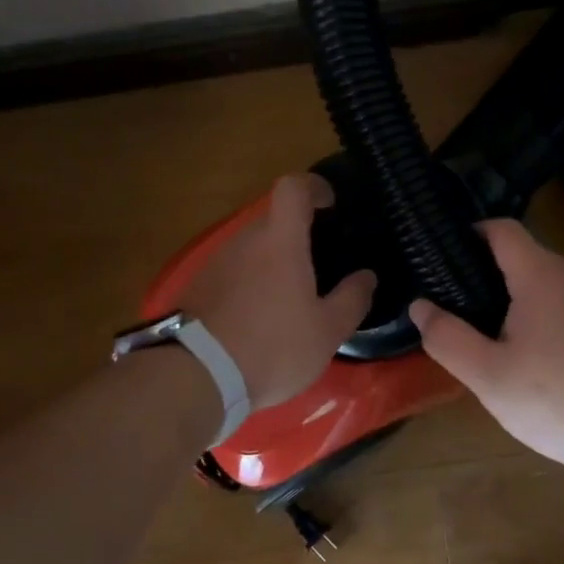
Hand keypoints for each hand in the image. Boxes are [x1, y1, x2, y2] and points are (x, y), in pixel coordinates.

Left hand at [177, 174, 375, 410]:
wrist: (196, 376)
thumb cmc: (273, 347)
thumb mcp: (327, 331)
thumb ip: (352, 299)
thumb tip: (366, 276)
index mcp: (280, 241)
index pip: (293, 187)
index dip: (314, 186)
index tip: (330, 203)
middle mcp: (244, 240)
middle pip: (273, 219)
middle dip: (297, 234)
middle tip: (318, 264)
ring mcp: (215, 262)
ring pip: (251, 247)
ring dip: (271, 262)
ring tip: (290, 297)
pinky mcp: (196, 287)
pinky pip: (232, 271)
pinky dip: (249, 283)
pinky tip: (259, 317)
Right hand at [409, 220, 563, 484]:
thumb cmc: (557, 399)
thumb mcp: (487, 375)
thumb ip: (447, 338)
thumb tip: (421, 306)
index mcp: (539, 276)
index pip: (502, 229)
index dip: (469, 233)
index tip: (440, 257)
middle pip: (521, 258)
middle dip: (485, 274)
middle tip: (453, 307)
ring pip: (544, 287)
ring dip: (513, 301)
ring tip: (485, 336)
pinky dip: (539, 320)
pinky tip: (530, 361)